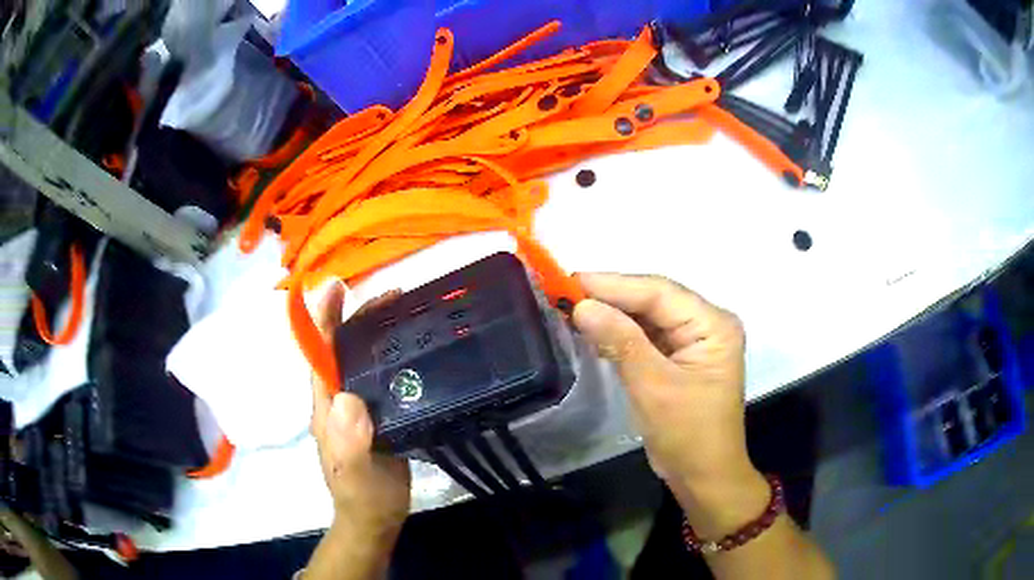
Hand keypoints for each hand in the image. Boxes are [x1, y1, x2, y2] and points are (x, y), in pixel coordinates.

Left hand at [312, 284, 410, 543]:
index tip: (337, 287)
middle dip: (358, 317)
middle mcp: (339, 400)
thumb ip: (348, 442)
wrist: (375, 519)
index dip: (324, 319)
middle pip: (342, 350)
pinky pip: (382, 379)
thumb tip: (347, 398)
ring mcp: (358, 408)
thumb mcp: (355, 474)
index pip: (320, 355)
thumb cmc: (362, 496)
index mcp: (327, 407)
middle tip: (392, 296)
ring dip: (377, 333)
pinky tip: (416, 352)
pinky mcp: (378, 417)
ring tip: (406, 312)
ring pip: (362, 361)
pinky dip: (394, 358)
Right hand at [573, 274, 765, 534]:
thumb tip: (582, 306)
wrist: (703, 476)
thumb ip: (621, 342)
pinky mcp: (680, 357)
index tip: (570, 279)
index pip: (660, 292)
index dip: (614, 285)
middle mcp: (707, 324)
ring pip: (648, 316)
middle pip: (654, 300)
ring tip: (572, 305)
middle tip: (565, 290)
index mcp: (713, 325)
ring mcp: (694, 340)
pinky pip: (647, 336)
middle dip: (611, 297)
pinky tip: (594, 329)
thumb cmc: (688, 434)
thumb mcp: (654, 387)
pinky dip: (620, 334)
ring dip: (613, 314)